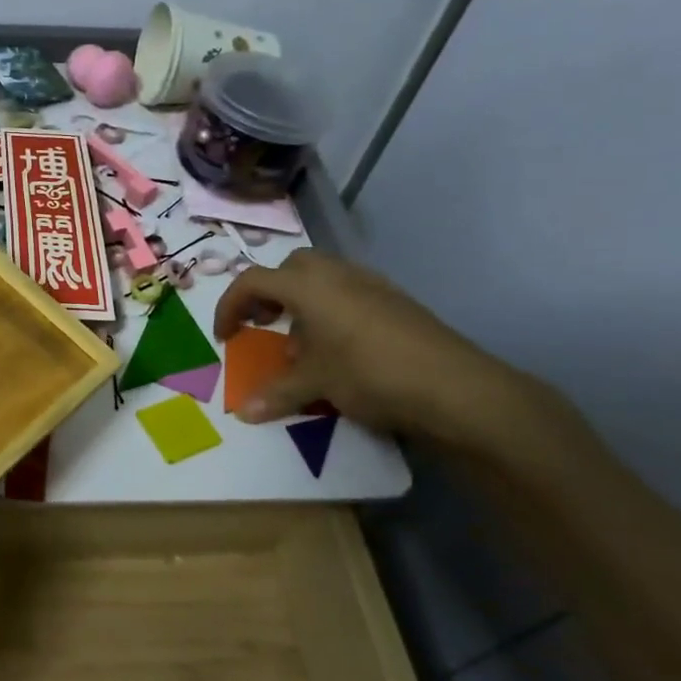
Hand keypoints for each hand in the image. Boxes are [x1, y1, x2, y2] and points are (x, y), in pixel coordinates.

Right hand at [212, 248, 526, 442]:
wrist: (454, 387)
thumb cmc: (369, 374)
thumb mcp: (315, 384)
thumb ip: (275, 393)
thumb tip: (243, 412)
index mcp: (309, 286)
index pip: (253, 280)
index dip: (230, 306)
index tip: (225, 337)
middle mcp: (338, 275)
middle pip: (291, 268)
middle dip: (270, 293)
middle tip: (263, 324)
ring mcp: (373, 286)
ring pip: (324, 279)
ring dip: (302, 303)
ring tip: (301, 344)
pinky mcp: (397, 303)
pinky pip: (351, 295)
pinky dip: (332, 313)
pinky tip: (339, 350)